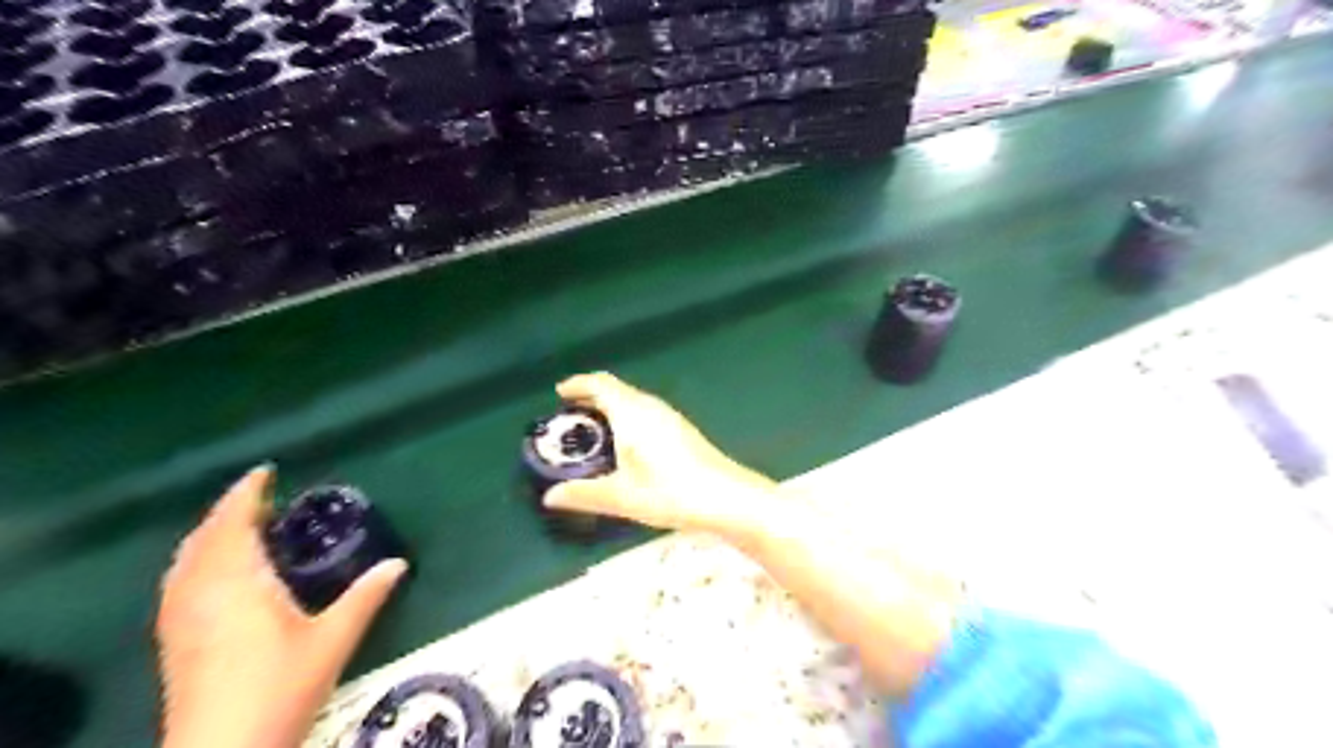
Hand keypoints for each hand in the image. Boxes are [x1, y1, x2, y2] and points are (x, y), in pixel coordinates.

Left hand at [155, 463, 407, 745]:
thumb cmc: (278, 689)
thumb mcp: (332, 641)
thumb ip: (365, 597)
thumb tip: (398, 563)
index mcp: (237, 582)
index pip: (232, 523)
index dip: (246, 494)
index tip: (264, 472)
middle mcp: (200, 592)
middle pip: (204, 538)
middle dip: (228, 511)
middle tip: (261, 497)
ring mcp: (180, 618)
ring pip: (186, 560)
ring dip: (210, 534)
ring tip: (239, 526)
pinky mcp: (174, 641)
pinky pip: (180, 581)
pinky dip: (198, 560)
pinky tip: (216, 573)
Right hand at [543, 375, 781, 536]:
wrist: (726, 497)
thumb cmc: (670, 491)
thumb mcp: (621, 496)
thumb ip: (583, 494)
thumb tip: (550, 497)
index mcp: (632, 412)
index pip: (601, 384)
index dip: (578, 384)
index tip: (559, 393)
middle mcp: (651, 406)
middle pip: (616, 390)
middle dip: (591, 397)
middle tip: (570, 417)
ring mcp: (670, 416)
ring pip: (633, 401)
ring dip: (611, 408)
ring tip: (593, 432)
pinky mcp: (682, 429)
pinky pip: (645, 413)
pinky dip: (627, 418)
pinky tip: (627, 446)